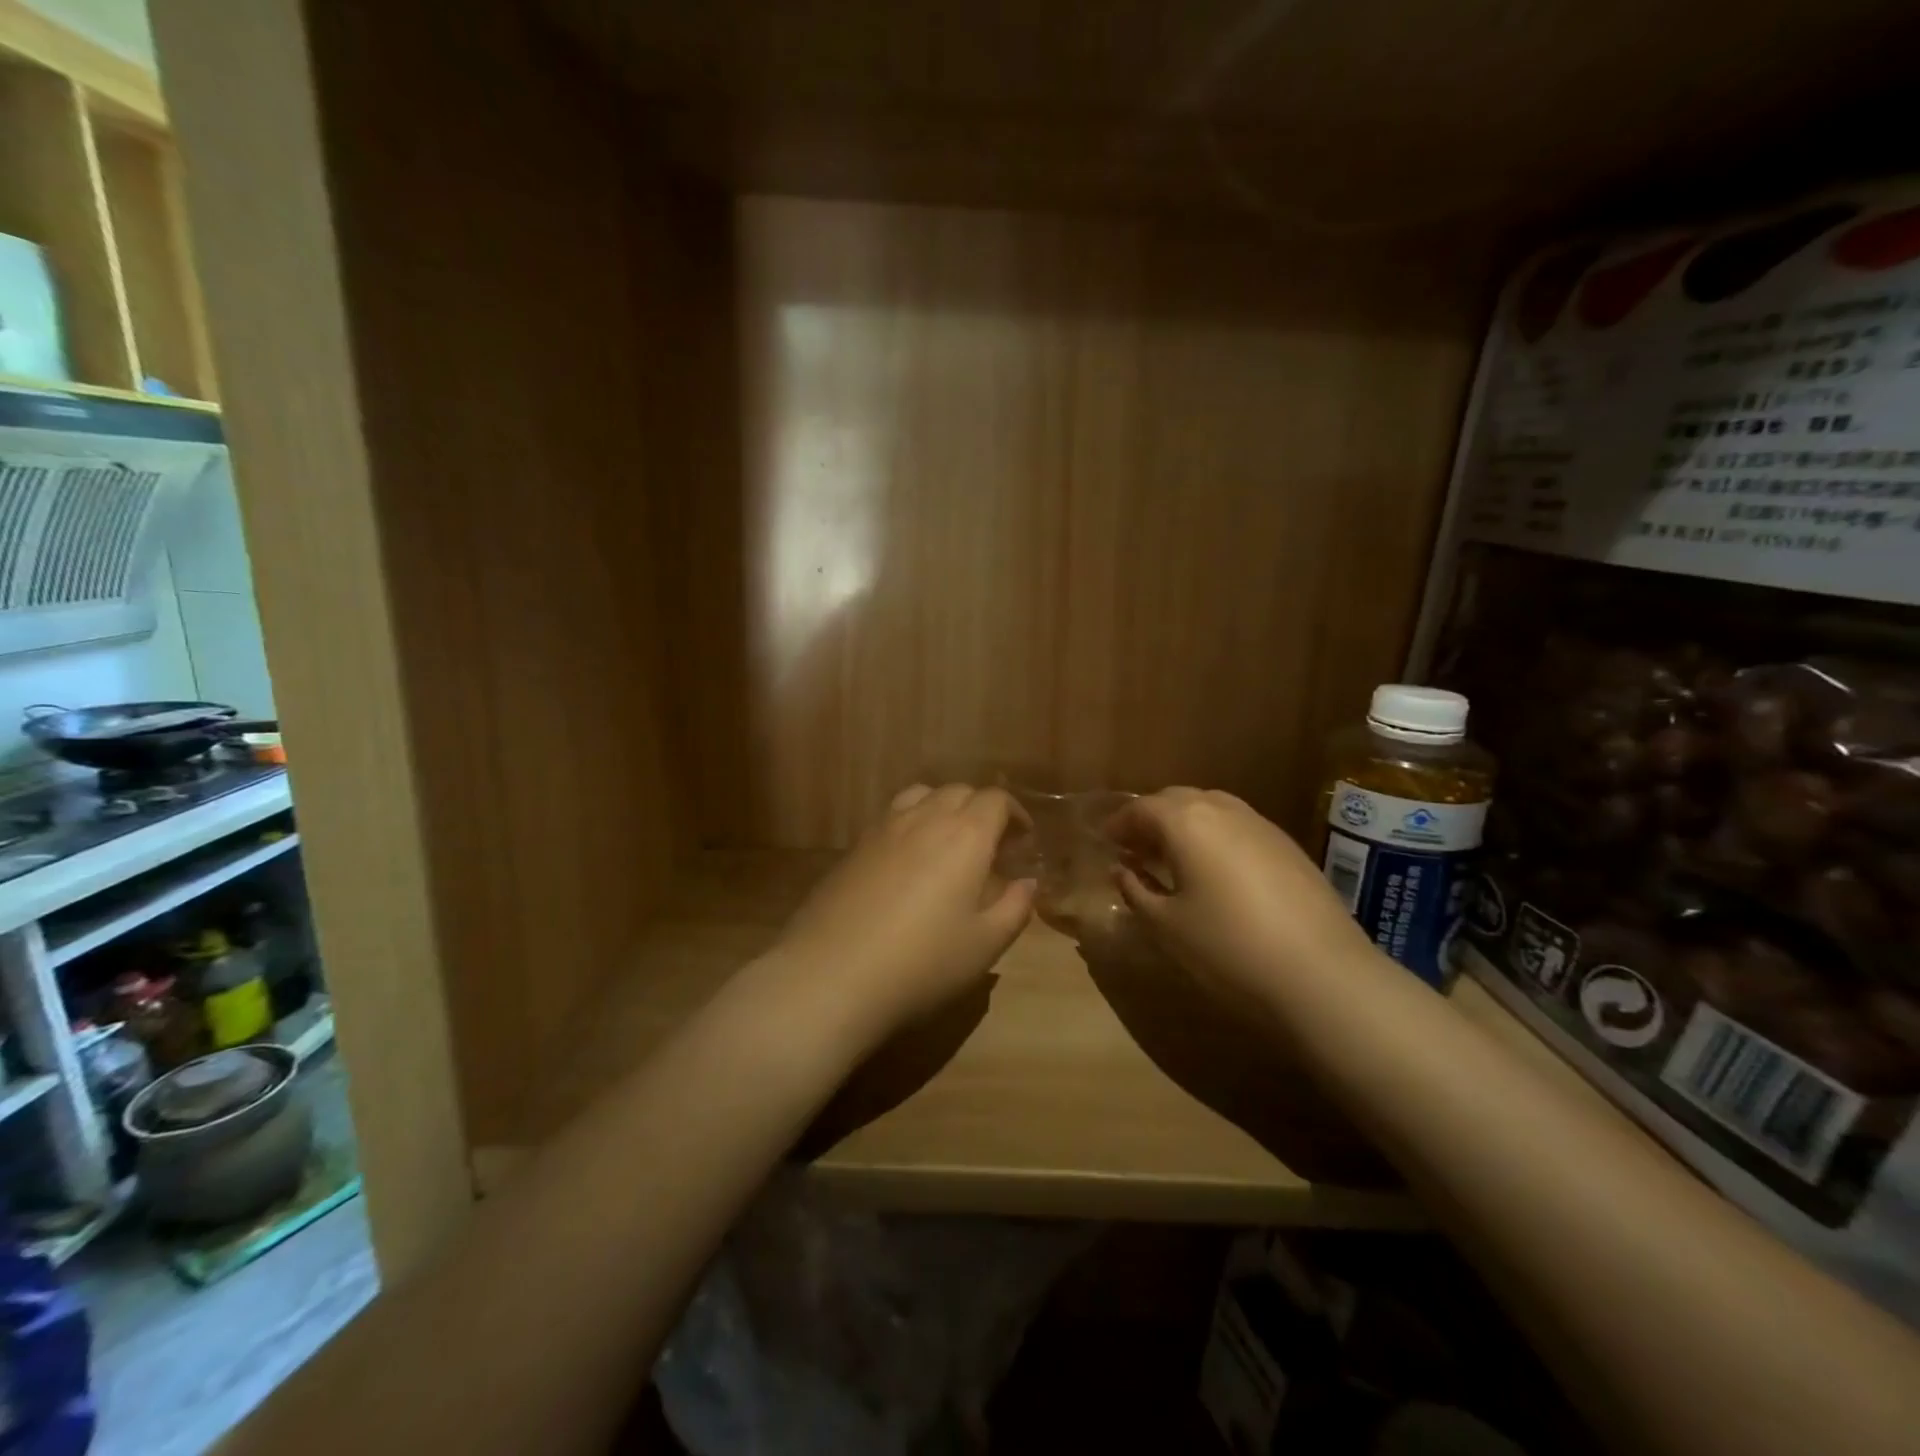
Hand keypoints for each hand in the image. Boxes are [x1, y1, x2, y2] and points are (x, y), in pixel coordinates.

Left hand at [759, 785, 1035, 1053]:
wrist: (832, 975)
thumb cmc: (922, 962)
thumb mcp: (985, 945)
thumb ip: (1015, 908)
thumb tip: (1027, 882)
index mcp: (965, 835)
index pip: (996, 800)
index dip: (1015, 814)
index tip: (1022, 841)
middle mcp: (925, 817)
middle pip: (960, 791)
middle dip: (981, 809)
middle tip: (990, 846)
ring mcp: (883, 827)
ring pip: (921, 795)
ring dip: (943, 808)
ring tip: (948, 844)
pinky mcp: (854, 846)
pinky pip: (892, 816)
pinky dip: (911, 823)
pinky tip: (908, 862)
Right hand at [1108, 788, 1371, 1005]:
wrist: (1322, 974)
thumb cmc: (1228, 947)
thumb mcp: (1167, 926)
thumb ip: (1136, 891)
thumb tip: (1122, 871)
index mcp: (1185, 821)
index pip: (1140, 808)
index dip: (1119, 824)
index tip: (1106, 842)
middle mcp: (1222, 809)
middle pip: (1176, 799)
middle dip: (1151, 818)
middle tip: (1135, 848)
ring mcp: (1260, 824)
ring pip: (1211, 808)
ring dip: (1184, 824)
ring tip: (1173, 857)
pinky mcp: (1287, 845)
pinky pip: (1237, 826)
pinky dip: (1215, 836)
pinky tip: (1216, 870)